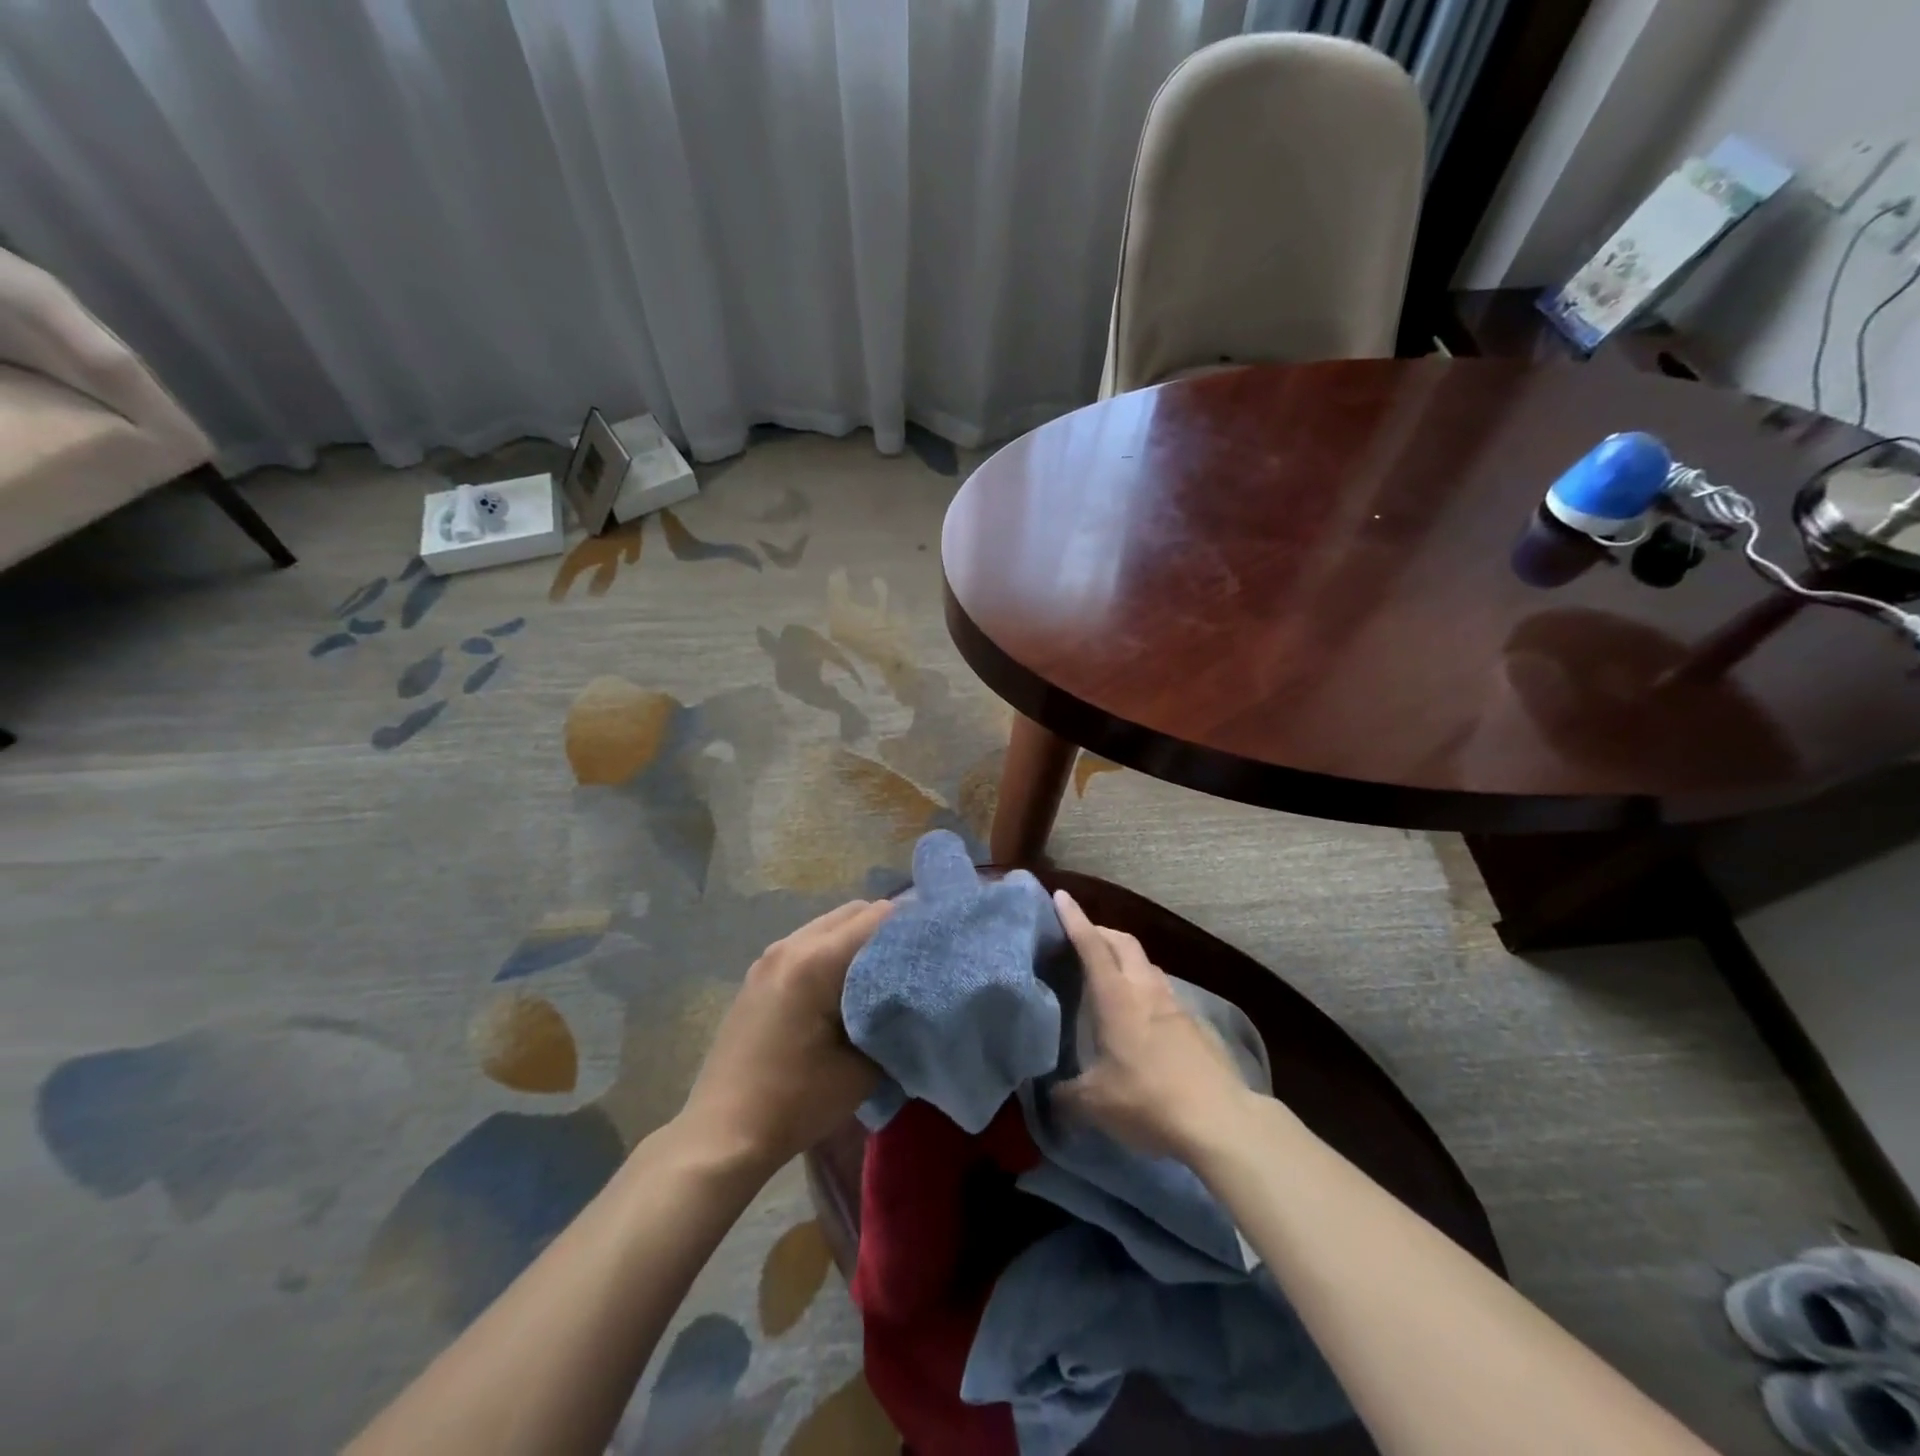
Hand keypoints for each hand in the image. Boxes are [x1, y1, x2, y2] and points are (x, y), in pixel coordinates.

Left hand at [678, 899, 892, 1169]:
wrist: (721, 1136)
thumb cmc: (794, 1103)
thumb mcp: (861, 1070)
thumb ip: (893, 1023)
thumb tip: (913, 1001)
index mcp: (815, 961)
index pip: (877, 918)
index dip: (912, 928)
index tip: (935, 949)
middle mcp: (790, 946)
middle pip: (852, 912)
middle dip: (887, 930)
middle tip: (913, 962)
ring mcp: (769, 957)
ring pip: (829, 925)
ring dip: (858, 940)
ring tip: (883, 975)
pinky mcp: (759, 974)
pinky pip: (808, 944)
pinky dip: (833, 952)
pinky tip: (845, 988)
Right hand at [1050, 888, 1252, 1160]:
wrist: (1221, 1121)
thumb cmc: (1149, 1101)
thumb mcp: (1095, 1103)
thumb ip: (1066, 1093)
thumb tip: (1050, 1093)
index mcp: (1116, 997)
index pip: (1091, 945)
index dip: (1074, 919)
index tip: (1061, 896)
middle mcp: (1145, 989)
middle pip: (1123, 942)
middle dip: (1101, 932)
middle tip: (1082, 938)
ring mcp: (1175, 1004)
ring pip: (1146, 965)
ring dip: (1126, 960)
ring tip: (1110, 977)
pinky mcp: (1195, 1024)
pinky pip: (1163, 991)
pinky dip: (1145, 989)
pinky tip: (1141, 1016)